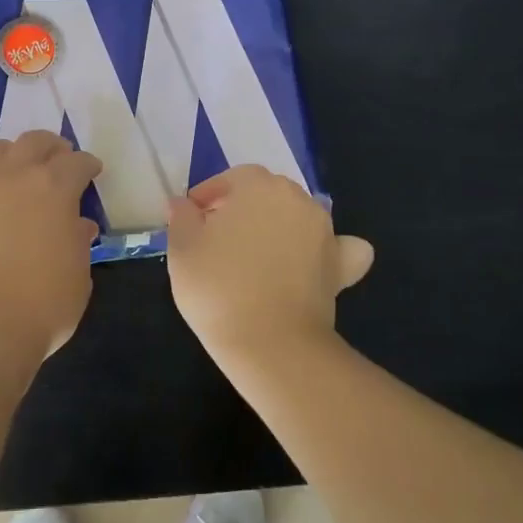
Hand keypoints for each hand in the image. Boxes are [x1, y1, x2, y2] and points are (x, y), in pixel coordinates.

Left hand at [0, 131, 102, 371]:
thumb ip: (78, 242)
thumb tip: (76, 226)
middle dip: (51, 148)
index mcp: (54, 187)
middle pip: (34, 142)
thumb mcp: (78, 275)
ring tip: (18, 172)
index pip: (77, 162)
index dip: (87, 166)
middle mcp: (14, 176)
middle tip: (58, 161)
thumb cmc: (43, 304)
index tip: (92, 172)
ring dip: (13, 156)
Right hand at [166, 166, 373, 359]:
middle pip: (265, 193)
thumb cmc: (218, 288)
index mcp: (257, 185)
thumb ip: (182, 218)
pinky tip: (313, 262)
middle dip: (242, 208)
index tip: (192, 219)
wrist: (270, 343)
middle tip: (218, 239)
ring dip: (278, 226)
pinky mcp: (340, 265)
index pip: (230, 179)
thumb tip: (183, 204)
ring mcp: (324, 231)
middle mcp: (296, 198)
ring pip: (297, 215)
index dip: (208, 196)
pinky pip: (339, 247)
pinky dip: (327, 250)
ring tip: (256, 256)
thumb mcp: (182, 249)